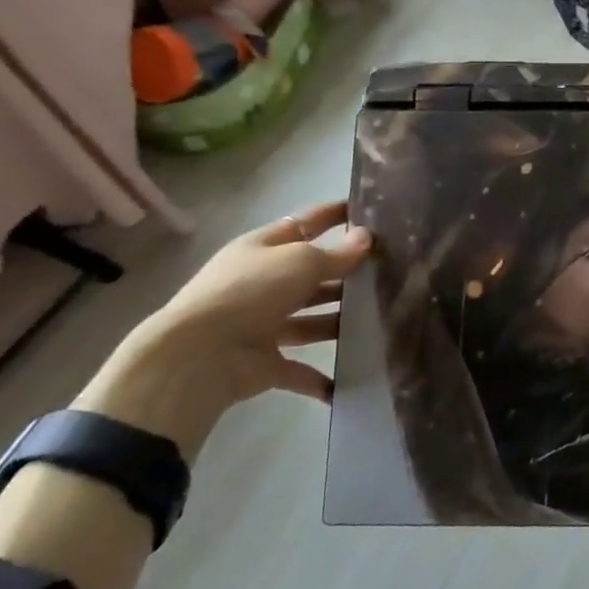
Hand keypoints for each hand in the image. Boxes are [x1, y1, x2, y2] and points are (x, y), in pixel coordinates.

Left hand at [74, 202, 370, 458]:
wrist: (197, 357)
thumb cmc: (250, 292)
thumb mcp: (299, 261)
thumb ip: (336, 254)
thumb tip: (365, 238)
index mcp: (265, 247)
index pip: (307, 223)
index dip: (336, 214)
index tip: (372, 210)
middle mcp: (263, 282)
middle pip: (312, 274)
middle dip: (347, 274)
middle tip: (391, 272)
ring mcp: (262, 324)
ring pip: (312, 319)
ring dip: (340, 321)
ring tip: (383, 320)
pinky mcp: (265, 363)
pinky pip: (300, 369)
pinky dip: (323, 377)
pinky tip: (353, 379)